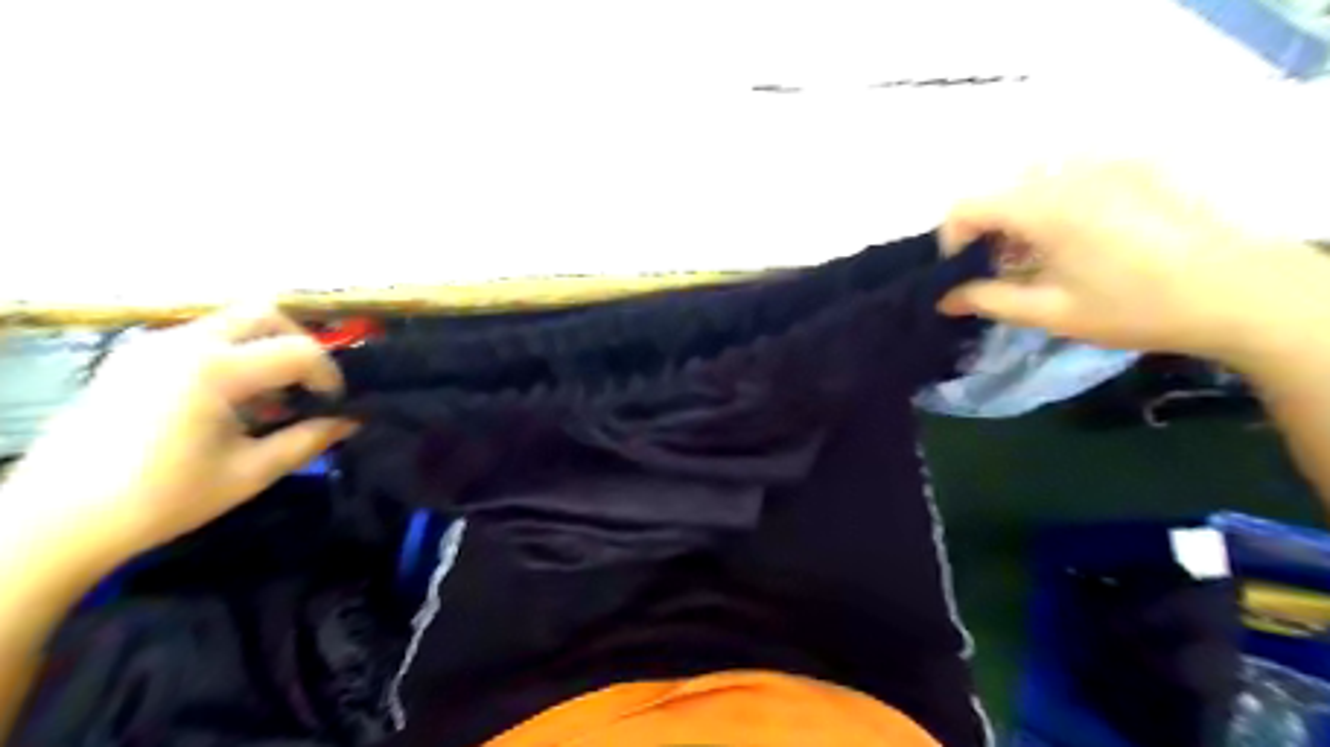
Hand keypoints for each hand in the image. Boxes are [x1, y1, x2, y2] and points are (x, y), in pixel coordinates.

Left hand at [1, 304, 358, 572]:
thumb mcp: (250, 472)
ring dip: (265, 350)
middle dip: (300, 344)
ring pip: (231, 323)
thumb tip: (352, 421)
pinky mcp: (133, 359)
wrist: (54, 522)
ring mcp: (152, 347)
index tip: (336, 405)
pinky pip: (201, 339)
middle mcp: (183, 344)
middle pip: (263, 314)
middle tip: (308, 385)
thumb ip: (309, 439)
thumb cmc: (162, 499)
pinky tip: (232, 402)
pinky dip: (233, 357)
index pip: (299, 351)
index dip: (330, 375)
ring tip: (271, 400)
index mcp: (213, 370)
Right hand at [935, 162, 1317, 363]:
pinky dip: (1050, 203)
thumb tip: (943, 299)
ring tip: (1035, 256)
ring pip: (1029, 181)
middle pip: (997, 191)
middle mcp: (1068, 173)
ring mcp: (1103, 165)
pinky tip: (1073, 237)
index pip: (967, 206)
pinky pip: (1067, 176)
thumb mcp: (1051, 312)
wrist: (1236, 291)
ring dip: (1016, 216)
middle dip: (984, 230)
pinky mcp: (1130, 166)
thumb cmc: (1133, 307)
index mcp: (1045, 208)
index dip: (951, 239)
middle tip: (998, 269)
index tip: (962, 271)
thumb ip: (988, 299)